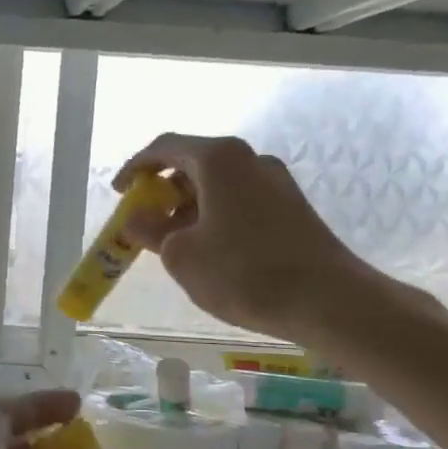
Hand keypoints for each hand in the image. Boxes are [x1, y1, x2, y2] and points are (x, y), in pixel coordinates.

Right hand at [115, 133, 387, 345]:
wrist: (328, 300)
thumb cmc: (244, 272)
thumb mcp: (180, 254)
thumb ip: (150, 230)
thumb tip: (136, 217)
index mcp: (219, 159)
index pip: (165, 147)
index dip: (135, 168)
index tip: (119, 193)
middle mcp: (249, 160)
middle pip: (193, 163)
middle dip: (162, 190)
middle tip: (143, 221)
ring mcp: (275, 182)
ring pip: (217, 184)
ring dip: (187, 206)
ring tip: (172, 242)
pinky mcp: (291, 206)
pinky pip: (238, 200)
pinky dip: (213, 216)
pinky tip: (208, 250)